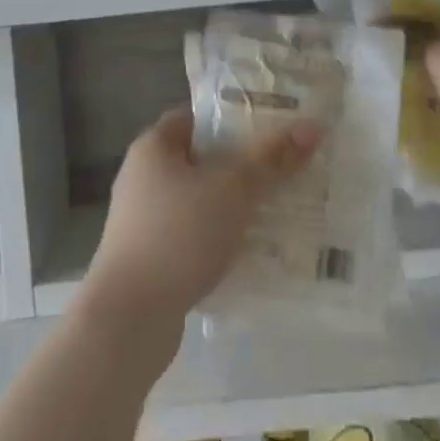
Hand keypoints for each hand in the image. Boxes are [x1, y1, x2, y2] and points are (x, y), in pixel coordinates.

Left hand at [81, 106, 320, 338]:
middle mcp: (142, 176)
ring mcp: (140, 222)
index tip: (269, 127)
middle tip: (280, 168)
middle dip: (238, 165)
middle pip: (200, 159)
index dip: (232, 118)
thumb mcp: (233, 191)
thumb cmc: (178, 236)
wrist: (126, 323)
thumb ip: (272, 159)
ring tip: (273, 210)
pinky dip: (215, 239)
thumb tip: (313, 126)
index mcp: (153, 146)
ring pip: (196, 201)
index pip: (197, 117)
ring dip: (229, 206)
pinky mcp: (146, 261)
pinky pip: (189, 237)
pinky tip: (247, 252)